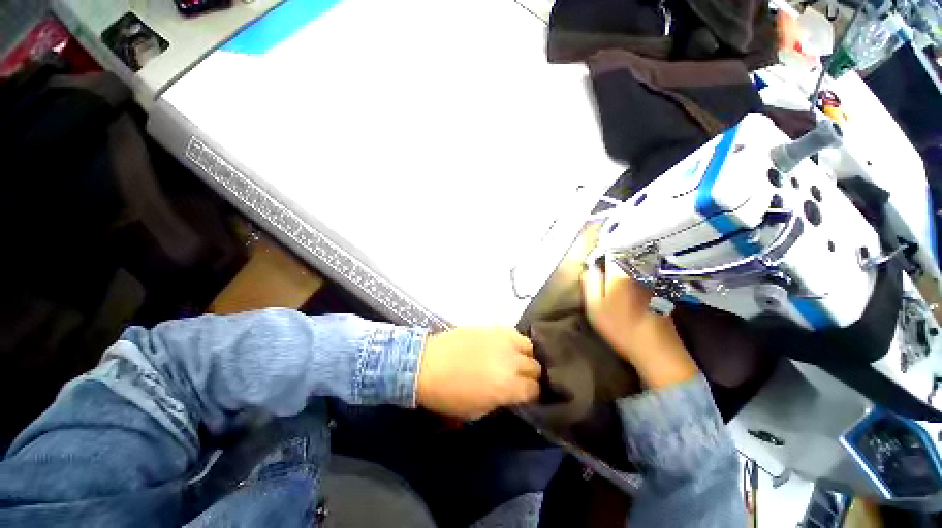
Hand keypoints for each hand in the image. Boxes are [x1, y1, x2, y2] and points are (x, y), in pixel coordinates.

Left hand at [416, 327, 540, 418]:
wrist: (426, 364)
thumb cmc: (448, 395)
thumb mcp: (477, 411)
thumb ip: (502, 401)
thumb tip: (513, 394)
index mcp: (507, 386)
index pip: (535, 390)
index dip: (533, 395)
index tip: (527, 396)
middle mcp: (510, 361)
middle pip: (535, 367)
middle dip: (531, 376)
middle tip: (521, 379)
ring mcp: (502, 341)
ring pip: (529, 347)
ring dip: (526, 356)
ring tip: (516, 361)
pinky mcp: (493, 328)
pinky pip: (514, 333)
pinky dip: (515, 342)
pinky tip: (507, 347)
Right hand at [581, 261, 698, 388]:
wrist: (656, 349)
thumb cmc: (620, 327)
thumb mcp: (594, 307)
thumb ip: (590, 283)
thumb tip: (589, 267)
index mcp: (620, 273)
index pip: (609, 250)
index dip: (600, 253)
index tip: (593, 262)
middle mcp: (638, 271)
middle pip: (623, 255)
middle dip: (611, 257)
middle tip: (601, 270)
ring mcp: (651, 280)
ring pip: (633, 264)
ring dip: (623, 266)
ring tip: (614, 280)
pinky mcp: (659, 290)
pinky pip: (642, 275)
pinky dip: (634, 276)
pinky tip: (629, 291)